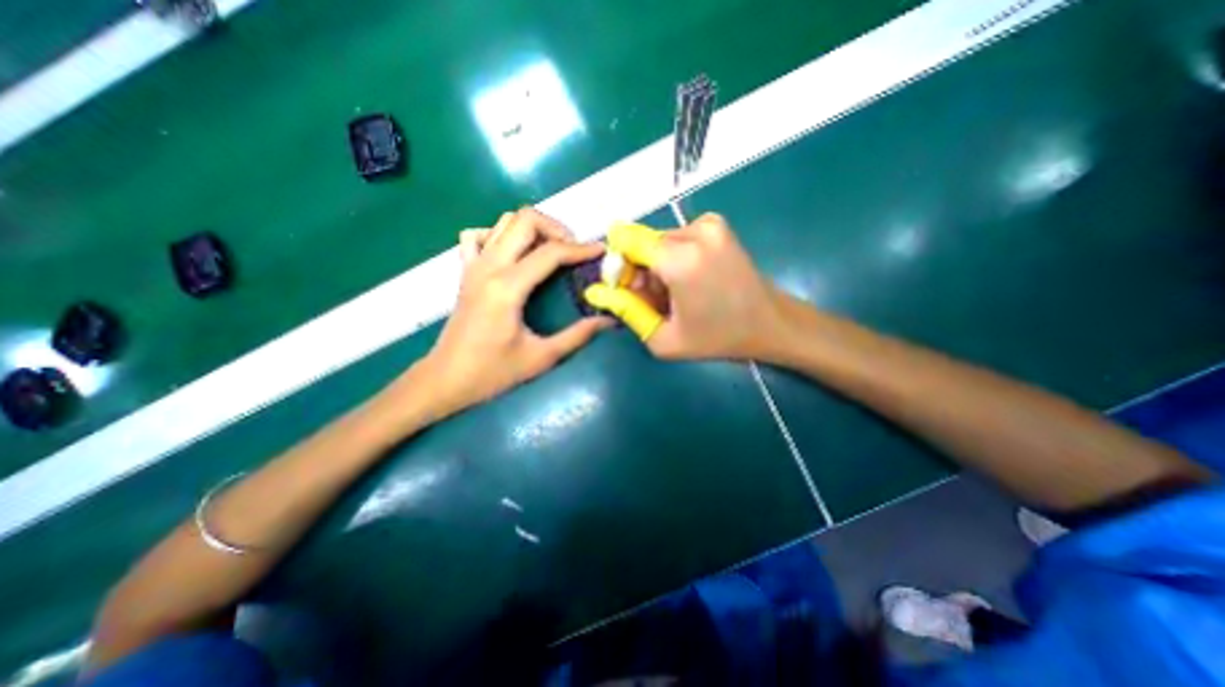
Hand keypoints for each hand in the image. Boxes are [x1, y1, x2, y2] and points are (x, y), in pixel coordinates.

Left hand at [416, 205, 616, 415]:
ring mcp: (474, 265)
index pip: (550, 252)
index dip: (581, 249)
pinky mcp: (465, 271)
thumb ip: (577, 336)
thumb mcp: (541, 357)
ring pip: (504, 221)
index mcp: (507, 287)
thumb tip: (608, 320)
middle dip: (557, 228)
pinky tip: (513, 253)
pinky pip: (479, 235)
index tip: (601, 251)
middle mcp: (489, 267)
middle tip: (575, 250)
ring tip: (552, 249)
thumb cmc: (492, 372)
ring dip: (533, 228)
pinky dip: (500, 234)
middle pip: (525, 220)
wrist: (445, 380)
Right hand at [582, 213, 785, 360]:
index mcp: (680, 259)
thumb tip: (595, 291)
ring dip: (657, 266)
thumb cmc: (717, 338)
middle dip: (639, 270)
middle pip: (642, 243)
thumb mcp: (664, 339)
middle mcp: (694, 231)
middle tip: (656, 301)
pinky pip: (677, 238)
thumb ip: (626, 311)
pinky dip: (674, 258)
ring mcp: (709, 223)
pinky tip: (689, 282)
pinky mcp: (717, 224)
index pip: (625, 240)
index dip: (618, 265)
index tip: (629, 290)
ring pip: (659, 241)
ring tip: (675, 295)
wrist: (770, 323)